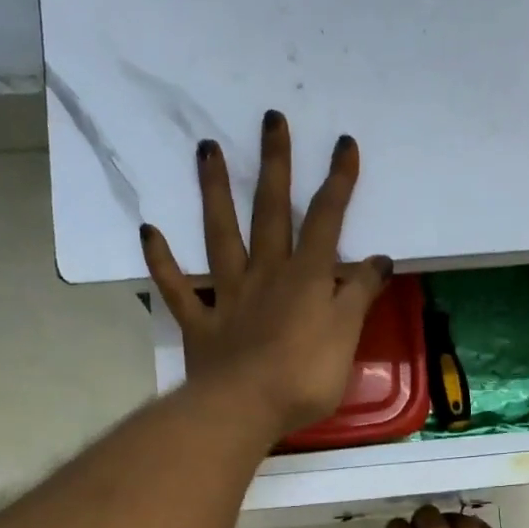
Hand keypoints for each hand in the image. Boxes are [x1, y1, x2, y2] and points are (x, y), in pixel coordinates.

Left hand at [141, 112, 392, 440]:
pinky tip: (150, 231)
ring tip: (207, 149)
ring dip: (215, 192)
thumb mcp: (346, 336)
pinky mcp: (200, 323)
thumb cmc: (305, 377)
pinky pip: (178, 288)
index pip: (326, 221)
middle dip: (276, 166)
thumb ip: (359, 294)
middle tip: (270, 119)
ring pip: (221, 236)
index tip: (343, 143)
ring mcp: (228, 296)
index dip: (337, 182)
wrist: (246, 409)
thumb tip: (378, 259)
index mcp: (305, 278)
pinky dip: (163, 261)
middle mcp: (266, 275)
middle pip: (272, 212)